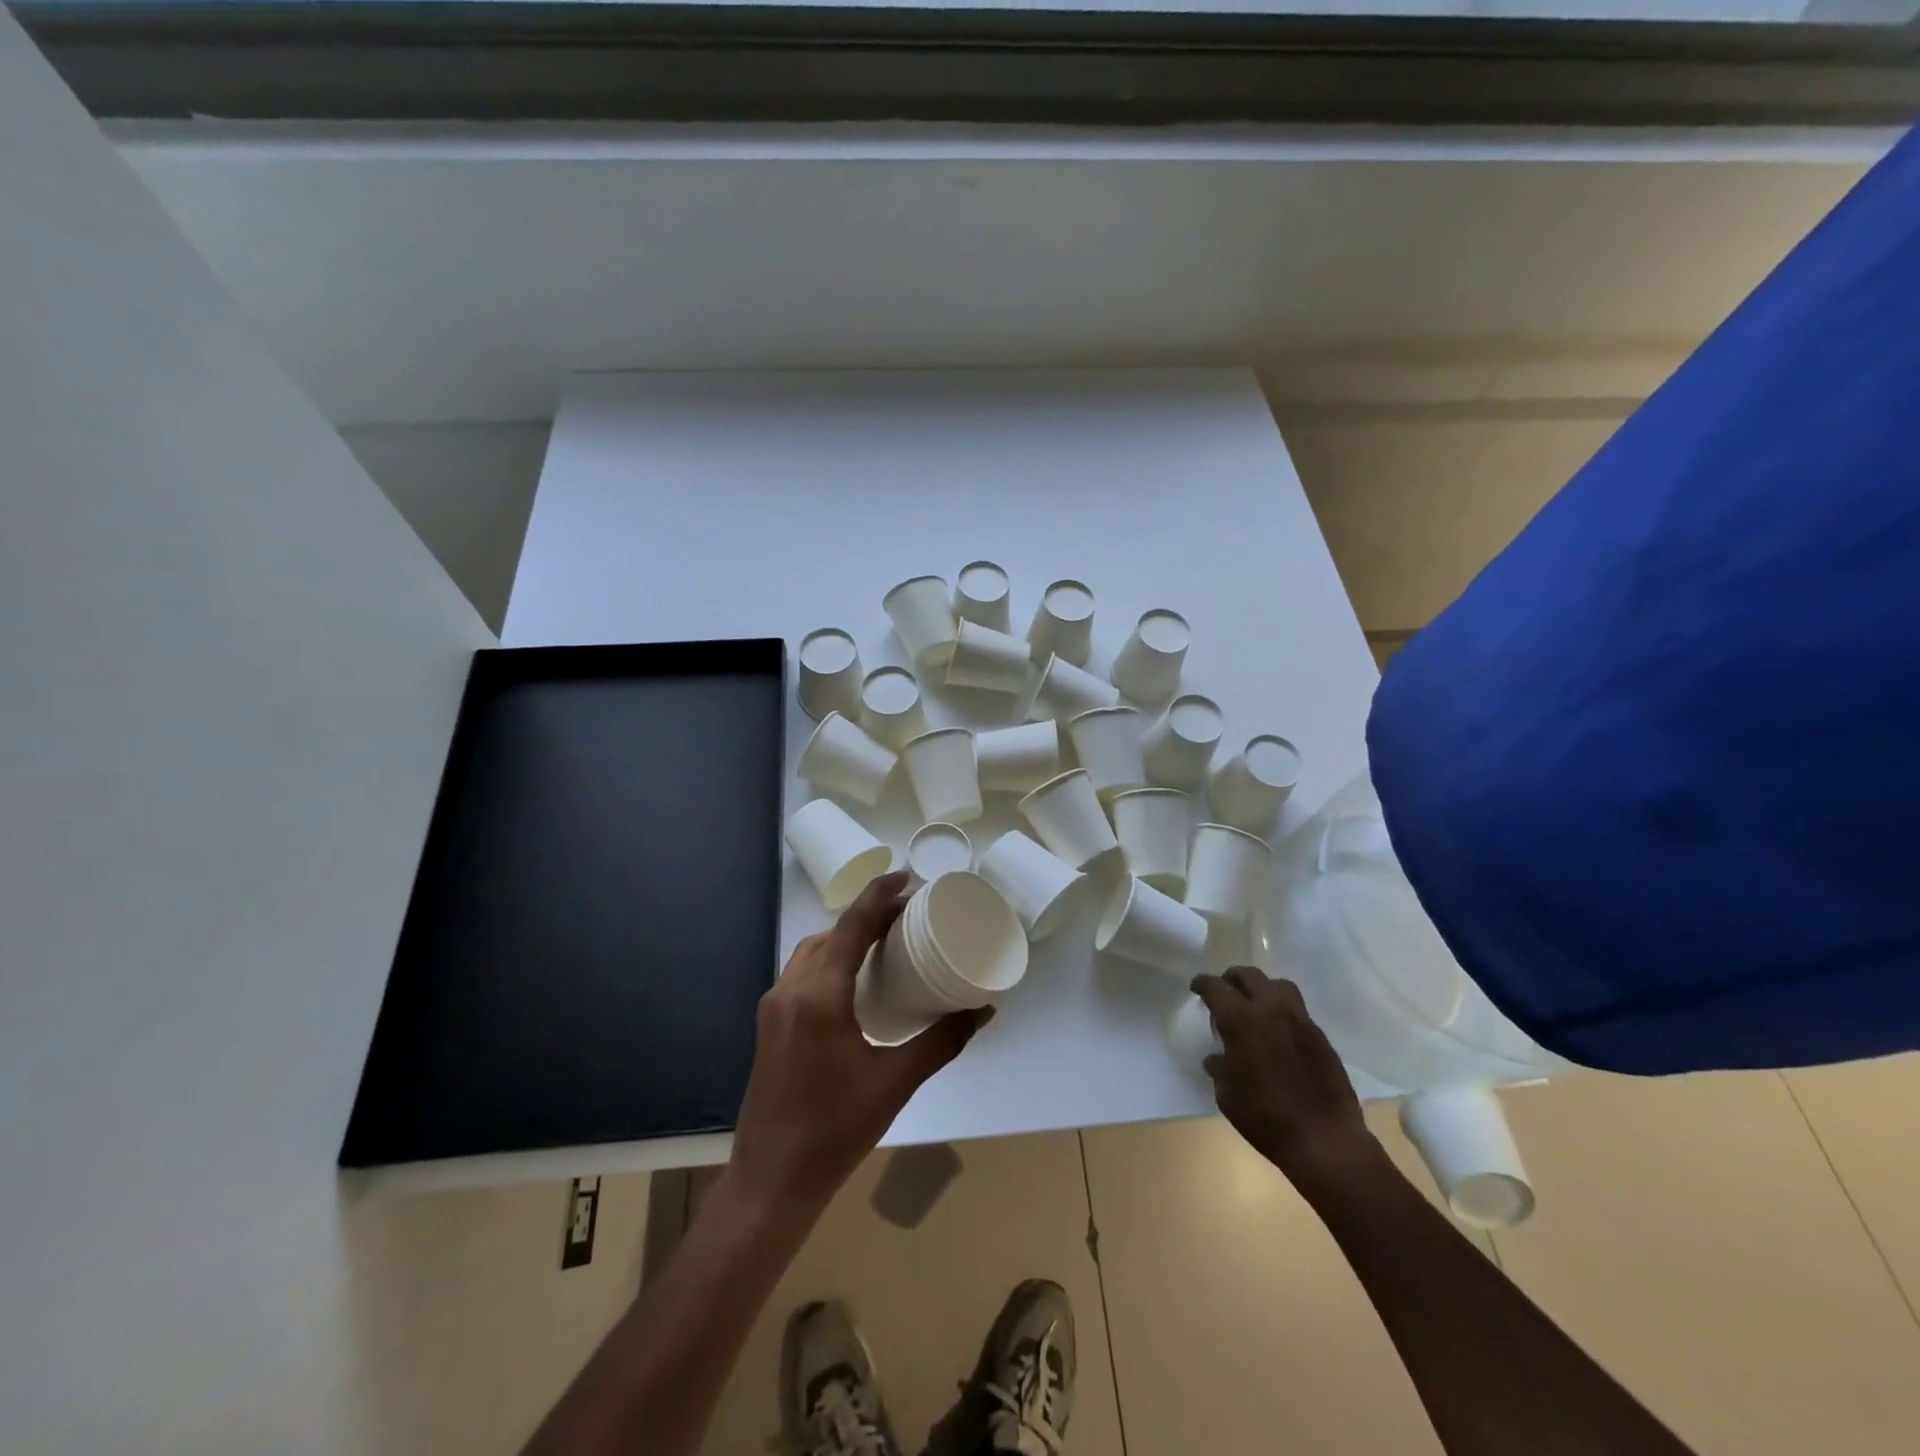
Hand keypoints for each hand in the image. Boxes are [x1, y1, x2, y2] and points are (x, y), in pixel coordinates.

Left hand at [728, 871, 987, 1210]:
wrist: (770, 1181)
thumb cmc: (834, 1131)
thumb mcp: (896, 1082)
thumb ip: (942, 1041)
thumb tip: (983, 1010)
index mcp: (818, 995)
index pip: (851, 926)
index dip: (880, 895)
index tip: (908, 877)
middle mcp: (789, 989)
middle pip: (830, 933)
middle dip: (867, 915)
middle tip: (908, 913)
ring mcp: (773, 1007)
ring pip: (811, 952)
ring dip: (845, 938)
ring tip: (884, 941)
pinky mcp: (768, 1024)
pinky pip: (802, 973)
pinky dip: (830, 961)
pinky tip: (854, 980)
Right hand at [1193, 966, 1379, 1190]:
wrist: (1324, 1140)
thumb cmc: (1265, 1118)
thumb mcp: (1227, 1095)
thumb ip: (1220, 1068)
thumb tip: (1218, 1059)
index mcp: (1240, 1020)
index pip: (1216, 987)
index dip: (1203, 983)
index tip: (1197, 987)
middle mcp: (1270, 1010)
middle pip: (1248, 975)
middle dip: (1232, 978)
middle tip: (1224, 991)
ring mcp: (1300, 1020)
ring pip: (1278, 985)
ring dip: (1262, 988)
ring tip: (1255, 1005)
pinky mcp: (1320, 1036)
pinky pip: (1297, 1009)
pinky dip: (1282, 1011)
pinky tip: (1278, 1032)